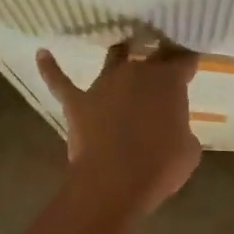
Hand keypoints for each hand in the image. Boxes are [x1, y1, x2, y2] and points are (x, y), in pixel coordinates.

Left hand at [37, 41, 201, 219]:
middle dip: (157, 54)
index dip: (188, 60)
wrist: (115, 183)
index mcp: (168, 82)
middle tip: (162, 56)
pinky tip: (42, 54)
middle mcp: (136, 73)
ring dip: (120, 56)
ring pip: (113, 58)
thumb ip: (181, 129)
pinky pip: (60, 81)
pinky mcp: (77, 102)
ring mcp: (103, 85)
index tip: (191, 62)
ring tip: (123, 51)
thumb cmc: (160, 167)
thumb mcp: (188, 149)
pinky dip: (51, 68)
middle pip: (149, 54)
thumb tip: (170, 128)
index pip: (183, 59)